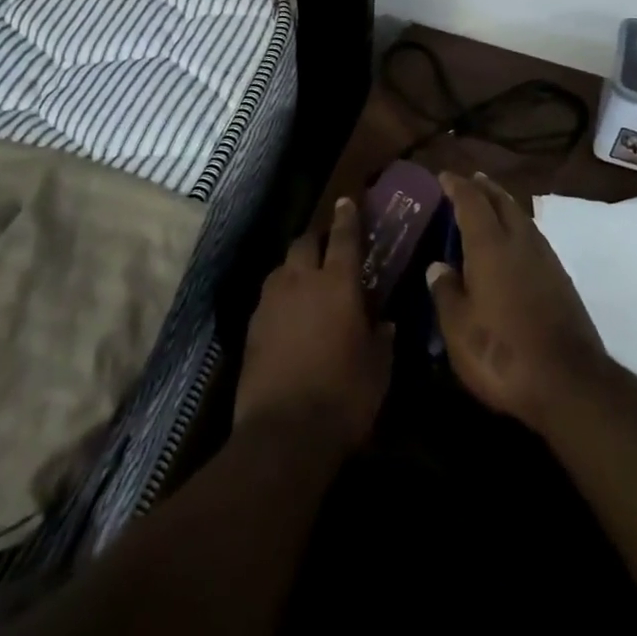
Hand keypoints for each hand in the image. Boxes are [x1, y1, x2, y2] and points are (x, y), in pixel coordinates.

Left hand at [234, 197, 392, 456]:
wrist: (284, 434)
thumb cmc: (344, 396)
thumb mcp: (379, 369)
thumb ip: (383, 338)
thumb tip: (386, 323)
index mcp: (338, 283)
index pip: (344, 237)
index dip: (347, 216)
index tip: (347, 201)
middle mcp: (302, 282)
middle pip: (304, 242)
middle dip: (316, 239)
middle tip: (327, 247)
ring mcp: (271, 303)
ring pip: (281, 268)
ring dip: (294, 267)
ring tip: (305, 282)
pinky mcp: (251, 328)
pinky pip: (267, 297)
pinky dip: (279, 297)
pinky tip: (287, 315)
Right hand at [426, 172, 608, 436]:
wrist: (568, 380)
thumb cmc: (501, 352)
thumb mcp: (458, 328)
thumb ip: (445, 292)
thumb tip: (438, 266)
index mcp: (490, 245)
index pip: (471, 201)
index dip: (456, 186)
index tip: (443, 176)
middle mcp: (520, 241)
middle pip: (502, 201)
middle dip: (484, 187)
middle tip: (470, 180)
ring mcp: (545, 258)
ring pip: (521, 217)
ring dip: (504, 205)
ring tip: (490, 204)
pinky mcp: (561, 279)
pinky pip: (534, 237)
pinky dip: (518, 228)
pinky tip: (513, 243)